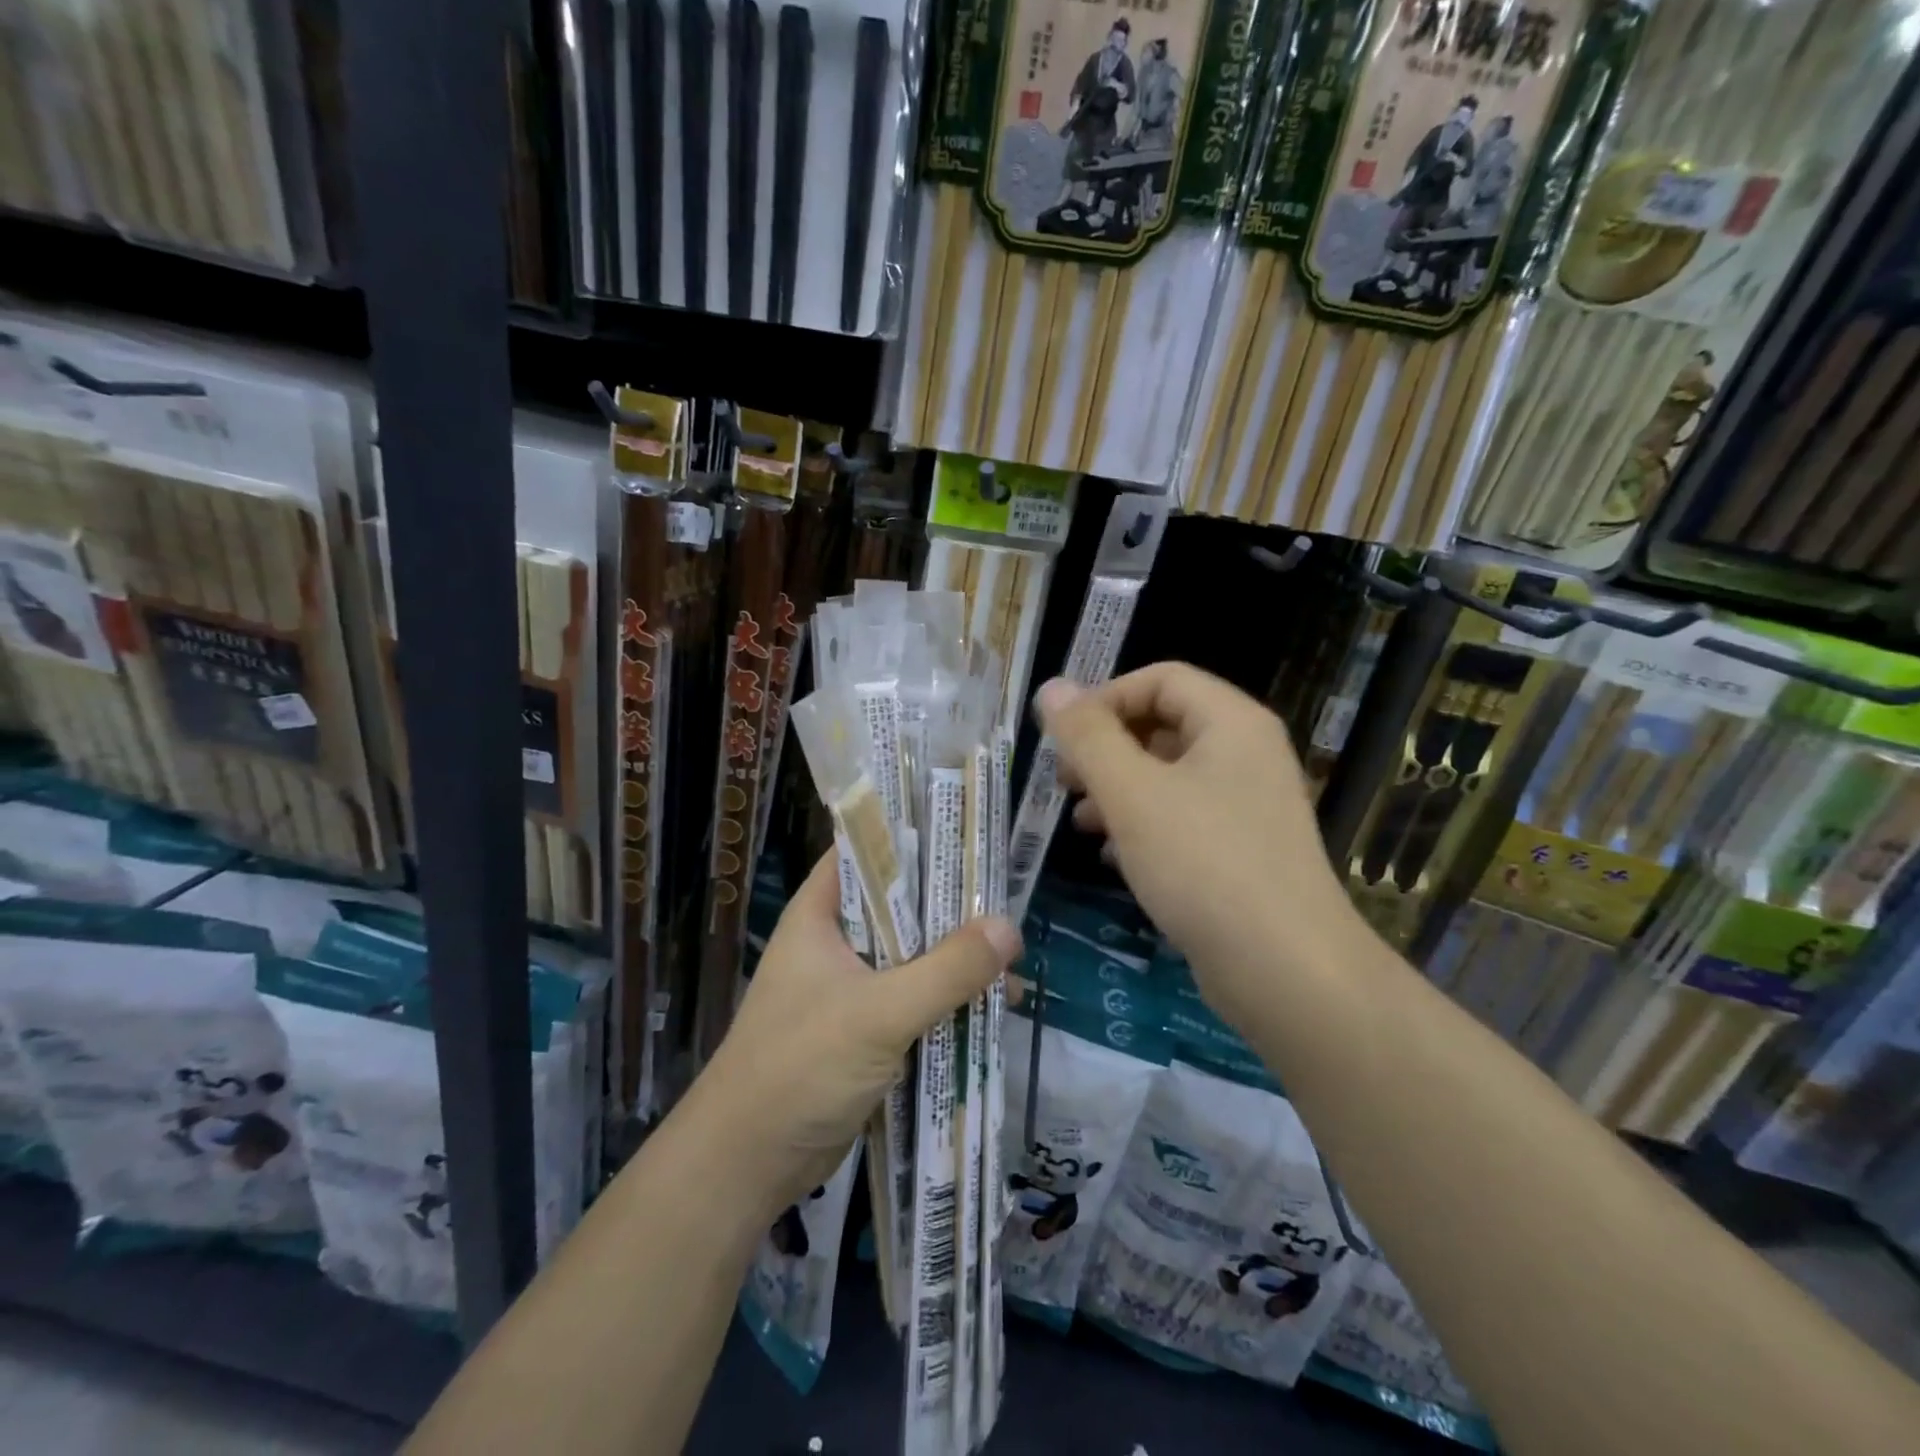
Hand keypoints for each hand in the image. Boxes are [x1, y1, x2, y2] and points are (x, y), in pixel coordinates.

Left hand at [686, 855, 1020, 1213]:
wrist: (747, 1165)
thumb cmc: (800, 1067)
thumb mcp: (878, 1012)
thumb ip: (946, 971)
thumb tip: (1009, 929)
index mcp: (820, 916)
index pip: (865, 853)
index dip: (912, 837)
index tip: (966, 832)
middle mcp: (835, 943)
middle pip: (899, 906)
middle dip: (950, 906)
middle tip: (1006, 897)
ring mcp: (849, 989)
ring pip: (913, 957)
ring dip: (956, 959)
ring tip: (1013, 960)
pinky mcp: (863, 1032)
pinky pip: (915, 1001)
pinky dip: (949, 1001)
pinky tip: (994, 1007)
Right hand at [1036, 665, 1355, 1025]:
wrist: (1287, 970)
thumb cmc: (1203, 864)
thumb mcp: (1131, 793)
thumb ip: (1087, 737)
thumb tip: (1051, 688)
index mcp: (1231, 723)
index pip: (1161, 679)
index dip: (1105, 698)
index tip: (1063, 739)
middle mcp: (1246, 754)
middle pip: (1164, 725)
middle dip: (1106, 749)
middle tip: (1064, 782)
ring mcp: (1249, 806)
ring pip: (1169, 777)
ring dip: (1118, 790)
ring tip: (1080, 823)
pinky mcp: (1243, 852)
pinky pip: (1184, 819)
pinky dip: (1143, 827)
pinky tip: (1113, 859)